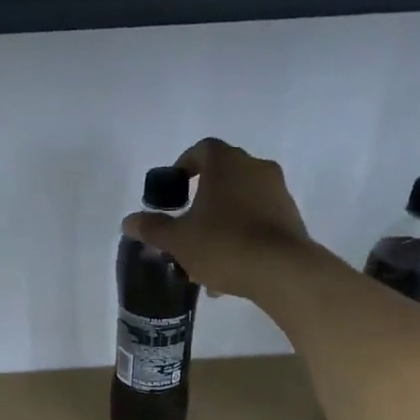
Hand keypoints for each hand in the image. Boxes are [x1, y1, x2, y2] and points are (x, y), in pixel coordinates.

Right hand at [123, 138, 311, 298]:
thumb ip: (153, 228)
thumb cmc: (223, 245)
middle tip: (186, 226)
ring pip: (240, 202)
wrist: (281, 270)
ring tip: (205, 258)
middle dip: (202, 201)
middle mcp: (255, 167)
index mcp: (226, 163)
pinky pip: (258, 220)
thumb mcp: (178, 240)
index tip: (173, 190)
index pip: (201, 150)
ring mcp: (277, 191)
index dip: (183, 166)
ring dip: (221, 223)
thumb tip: (129, 221)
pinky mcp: (291, 216)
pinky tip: (229, 268)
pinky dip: (241, 236)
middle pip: (223, 176)